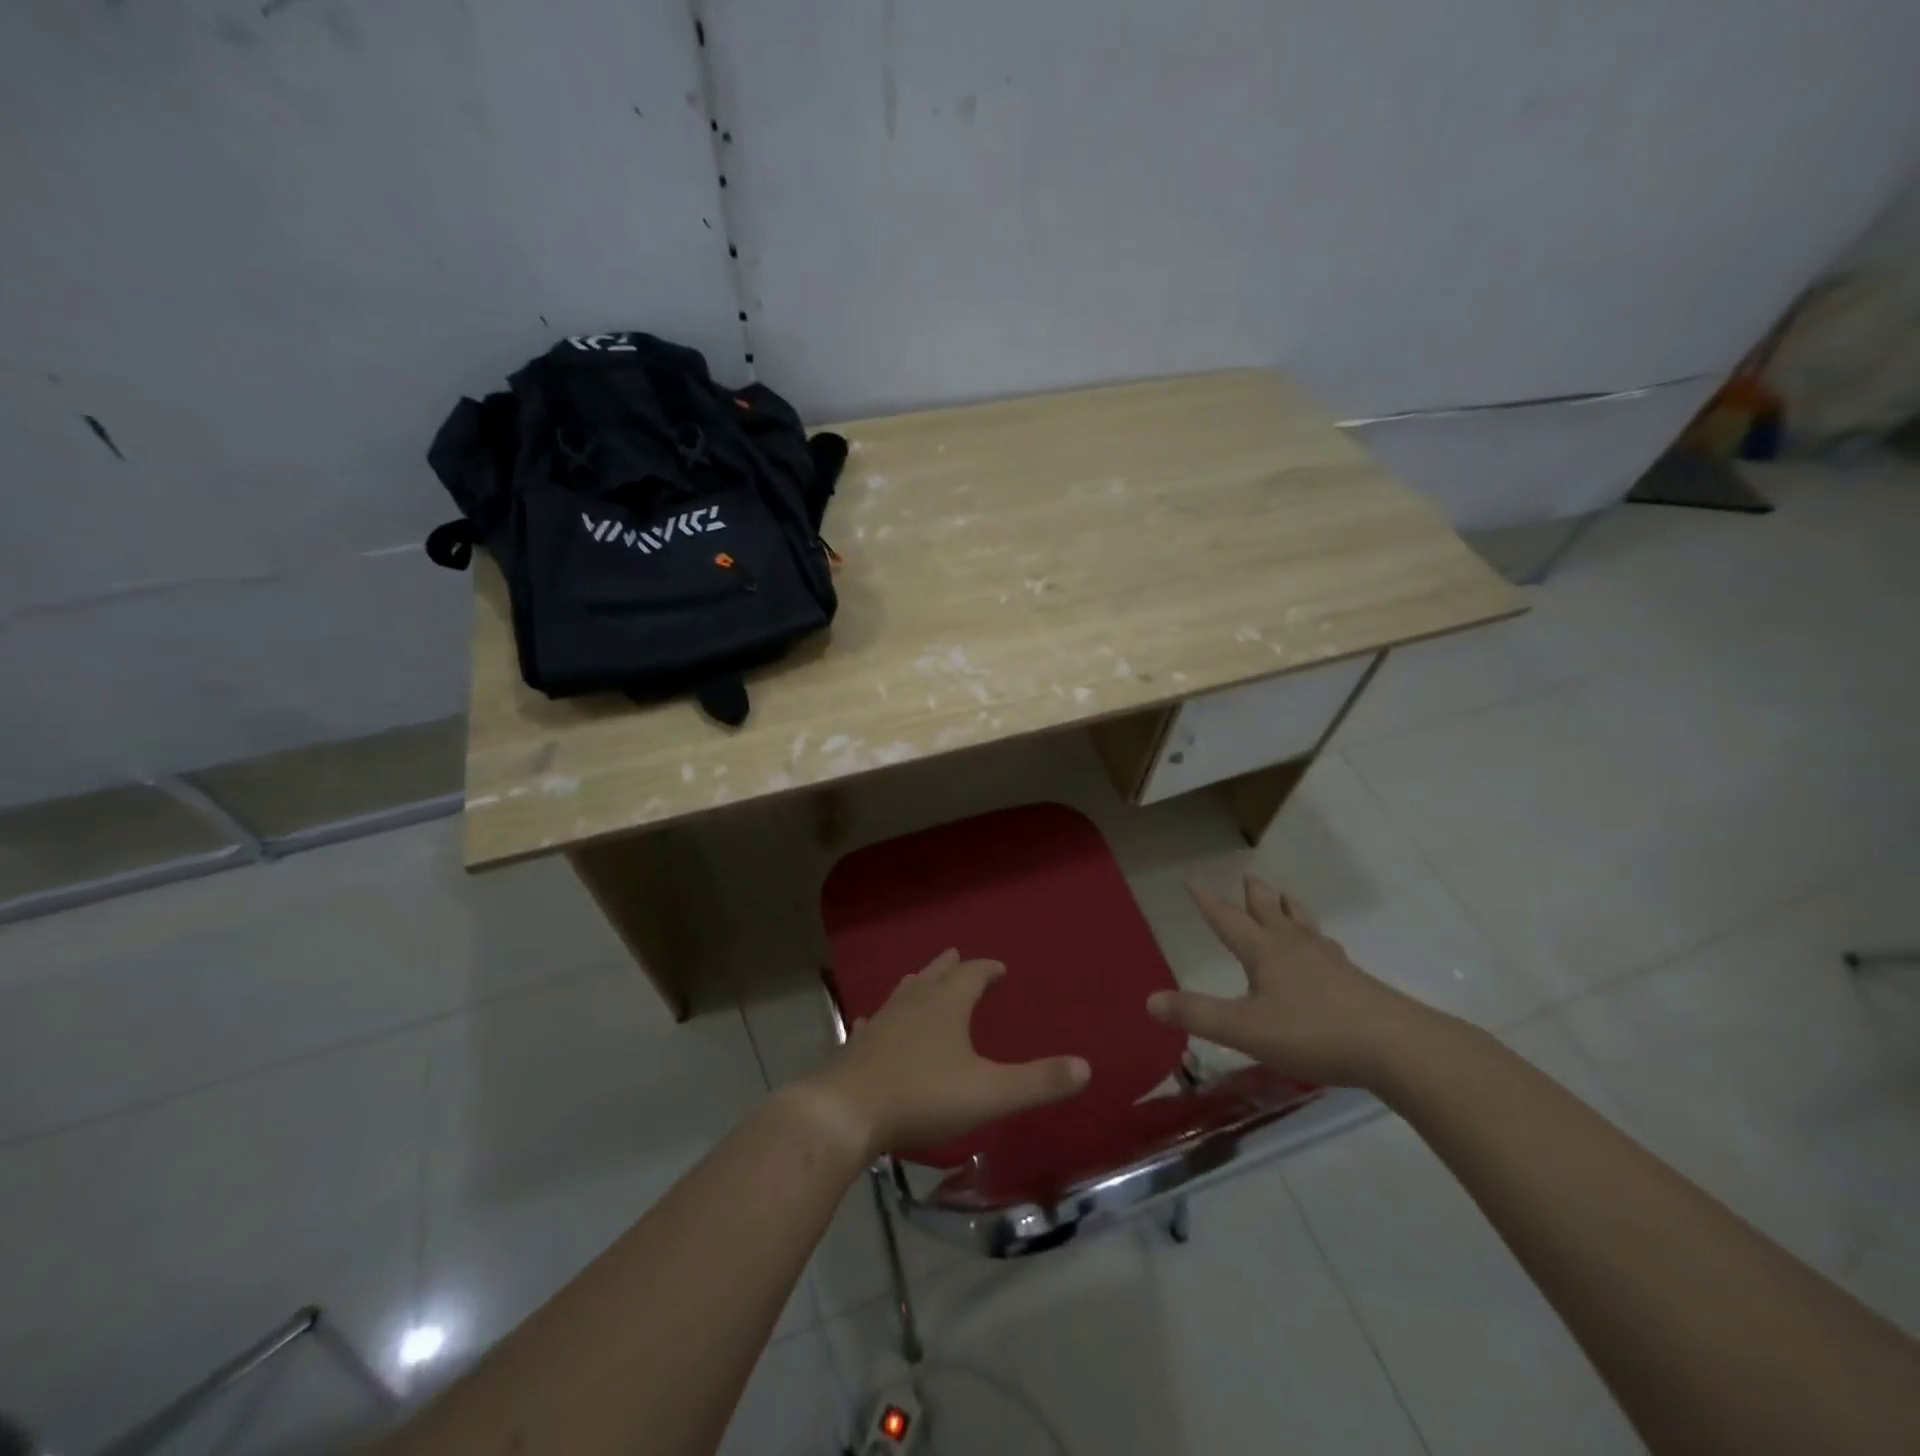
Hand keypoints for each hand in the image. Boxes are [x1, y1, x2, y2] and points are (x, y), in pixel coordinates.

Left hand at [802, 950, 1091, 1158]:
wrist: (848, 1112)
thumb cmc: (923, 1096)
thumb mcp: (990, 1092)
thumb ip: (1038, 1081)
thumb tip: (1085, 1067)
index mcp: (946, 1005)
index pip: (972, 974)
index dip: (987, 969)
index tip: (999, 968)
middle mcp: (913, 1003)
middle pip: (935, 975)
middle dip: (951, 967)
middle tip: (958, 956)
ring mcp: (882, 1022)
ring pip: (903, 993)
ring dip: (918, 984)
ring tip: (922, 979)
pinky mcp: (858, 1046)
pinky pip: (872, 1023)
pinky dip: (879, 1018)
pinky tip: (869, 1021)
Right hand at [1146, 874, 1441, 1087]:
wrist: (1394, 1045)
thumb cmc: (1312, 1032)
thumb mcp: (1246, 1029)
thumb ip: (1197, 1014)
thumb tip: (1149, 1000)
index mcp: (1264, 952)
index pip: (1227, 920)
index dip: (1207, 901)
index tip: (1192, 879)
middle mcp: (1294, 947)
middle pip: (1270, 912)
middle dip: (1254, 895)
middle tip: (1248, 875)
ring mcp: (1328, 961)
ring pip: (1302, 924)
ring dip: (1289, 908)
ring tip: (1287, 896)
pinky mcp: (1353, 980)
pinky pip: (1327, 946)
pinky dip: (1317, 937)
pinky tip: (1326, 948)